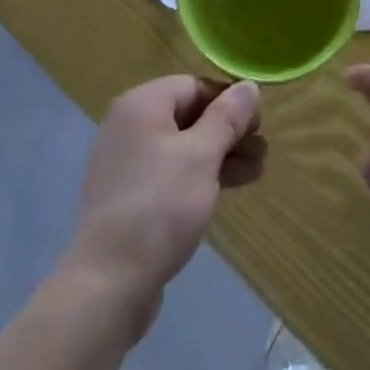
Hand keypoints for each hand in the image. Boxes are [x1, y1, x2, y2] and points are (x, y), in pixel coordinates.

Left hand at [66, 76, 266, 314]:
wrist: (108, 284)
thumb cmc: (160, 206)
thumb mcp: (203, 155)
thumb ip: (228, 117)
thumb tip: (248, 86)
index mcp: (142, 104)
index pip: (195, 85)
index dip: (230, 101)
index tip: (259, 125)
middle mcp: (128, 125)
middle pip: (188, 115)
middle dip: (228, 132)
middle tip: (262, 151)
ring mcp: (124, 163)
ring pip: (182, 147)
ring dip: (219, 156)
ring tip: (256, 173)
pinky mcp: (126, 198)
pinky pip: (169, 173)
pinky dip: (198, 177)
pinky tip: (225, 192)